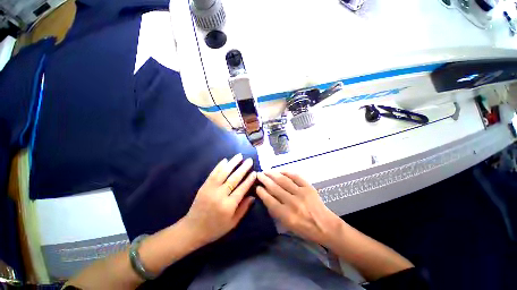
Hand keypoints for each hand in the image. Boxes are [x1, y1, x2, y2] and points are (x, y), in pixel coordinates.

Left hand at [184, 154, 255, 244]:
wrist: (192, 229)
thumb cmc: (215, 228)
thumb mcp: (232, 223)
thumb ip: (243, 209)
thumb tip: (253, 196)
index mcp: (228, 206)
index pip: (242, 189)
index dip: (249, 180)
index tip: (254, 172)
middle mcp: (220, 195)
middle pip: (234, 179)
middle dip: (243, 168)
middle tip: (249, 160)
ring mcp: (210, 189)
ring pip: (223, 173)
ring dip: (232, 163)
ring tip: (239, 156)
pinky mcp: (204, 186)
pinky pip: (213, 174)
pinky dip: (219, 166)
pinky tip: (225, 160)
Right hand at [256, 171, 342, 245]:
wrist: (325, 225)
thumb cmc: (305, 228)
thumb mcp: (287, 225)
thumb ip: (276, 211)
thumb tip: (266, 196)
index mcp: (287, 215)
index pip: (270, 200)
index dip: (262, 192)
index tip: (257, 186)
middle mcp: (293, 203)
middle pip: (275, 188)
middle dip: (265, 180)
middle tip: (259, 174)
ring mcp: (301, 193)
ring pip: (284, 180)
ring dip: (273, 174)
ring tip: (266, 171)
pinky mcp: (308, 187)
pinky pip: (296, 177)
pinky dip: (287, 172)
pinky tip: (280, 171)